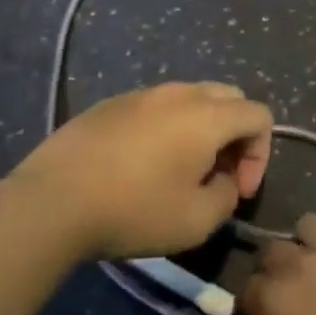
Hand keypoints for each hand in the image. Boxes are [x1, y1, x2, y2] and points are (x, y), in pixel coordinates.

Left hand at [11, 82, 271, 259]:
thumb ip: (225, 196)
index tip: (237, 189)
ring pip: (191, 98)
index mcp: (207, 115)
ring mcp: (143, 93)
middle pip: (229, 97)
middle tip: (216, 175)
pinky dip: (166, 127)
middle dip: (235, 135)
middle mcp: (179, 93)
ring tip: (180, 171)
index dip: (260, 154)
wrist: (54, 200)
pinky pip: (156, 106)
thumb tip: (222, 181)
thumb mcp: (196, 222)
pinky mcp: (112, 102)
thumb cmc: (133, 211)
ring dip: (200, 129)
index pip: (259, 114)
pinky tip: (141, 164)